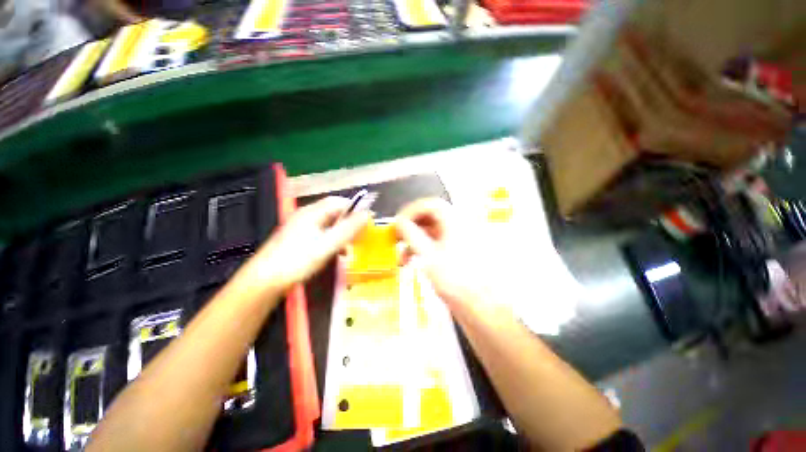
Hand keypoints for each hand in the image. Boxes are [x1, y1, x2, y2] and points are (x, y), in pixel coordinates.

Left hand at [237, 197, 371, 294]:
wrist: (264, 281)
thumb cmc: (297, 261)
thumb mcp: (327, 245)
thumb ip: (348, 229)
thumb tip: (367, 214)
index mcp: (312, 213)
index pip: (339, 202)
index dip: (355, 209)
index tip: (367, 222)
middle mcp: (306, 215)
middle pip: (334, 213)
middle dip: (349, 223)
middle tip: (360, 237)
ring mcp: (301, 227)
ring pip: (329, 225)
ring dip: (342, 234)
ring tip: (350, 248)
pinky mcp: (299, 238)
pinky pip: (321, 234)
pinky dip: (332, 241)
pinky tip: (336, 253)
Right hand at [396, 198, 488, 307]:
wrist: (479, 305)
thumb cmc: (455, 279)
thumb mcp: (427, 255)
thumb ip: (411, 235)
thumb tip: (398, 221)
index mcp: (454, 221)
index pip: (429, 204)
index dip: (411, 211)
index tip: (397, 223)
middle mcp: (457, 225)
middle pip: (429, 216)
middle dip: (410, 226)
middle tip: (396, 237)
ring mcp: (457, 238)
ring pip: (431, 230)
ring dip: (414, 240)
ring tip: (402, 255)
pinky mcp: (455, 251)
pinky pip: (435, 242)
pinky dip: (421, 248)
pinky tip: (412, 261)